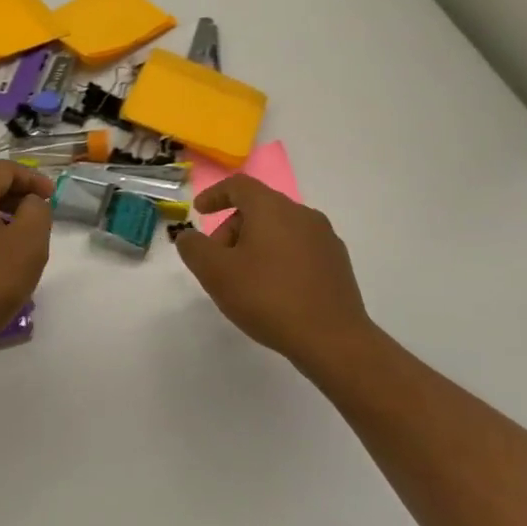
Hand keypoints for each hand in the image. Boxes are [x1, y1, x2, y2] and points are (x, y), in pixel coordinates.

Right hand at [174, 175, 379, 366]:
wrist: (333, 340)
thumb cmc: (267, 298)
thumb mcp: (215, 273)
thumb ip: (194, 248)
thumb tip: (188, 236)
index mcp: (272, 208)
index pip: (239, 185)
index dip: (214, 194)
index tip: (199, 211)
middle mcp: (302, 214)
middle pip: (259, 208)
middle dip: (231, 229)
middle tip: (217, 261)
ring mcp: (325, 238)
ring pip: (279, 229)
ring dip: (255, 245)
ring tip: (244, 280)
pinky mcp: (337, 263)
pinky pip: (298, 248)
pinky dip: (278, 258)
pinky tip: (273, 290)